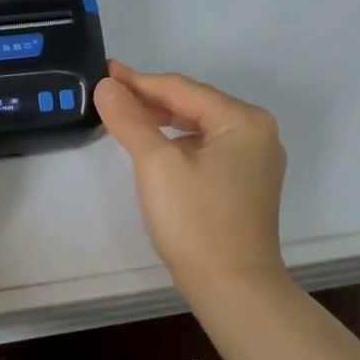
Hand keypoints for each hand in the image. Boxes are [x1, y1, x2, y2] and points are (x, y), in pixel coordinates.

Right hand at [93, 61, 287, 295]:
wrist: (232, 288)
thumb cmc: (195, 221)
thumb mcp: (156, 164)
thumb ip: (130, 119)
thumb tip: (106, 85)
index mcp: (243, 120)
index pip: (180, 88)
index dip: (137, 80)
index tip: (102, 71)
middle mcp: (257, 132)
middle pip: (192, 103)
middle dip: (149, 98)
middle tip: (107, 93)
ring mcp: (254, 159)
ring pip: (198, 125)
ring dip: (160, 119)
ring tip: (124, 115)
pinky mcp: (245, 182)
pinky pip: (206, 147)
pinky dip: (176, 141)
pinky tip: (153, 146)